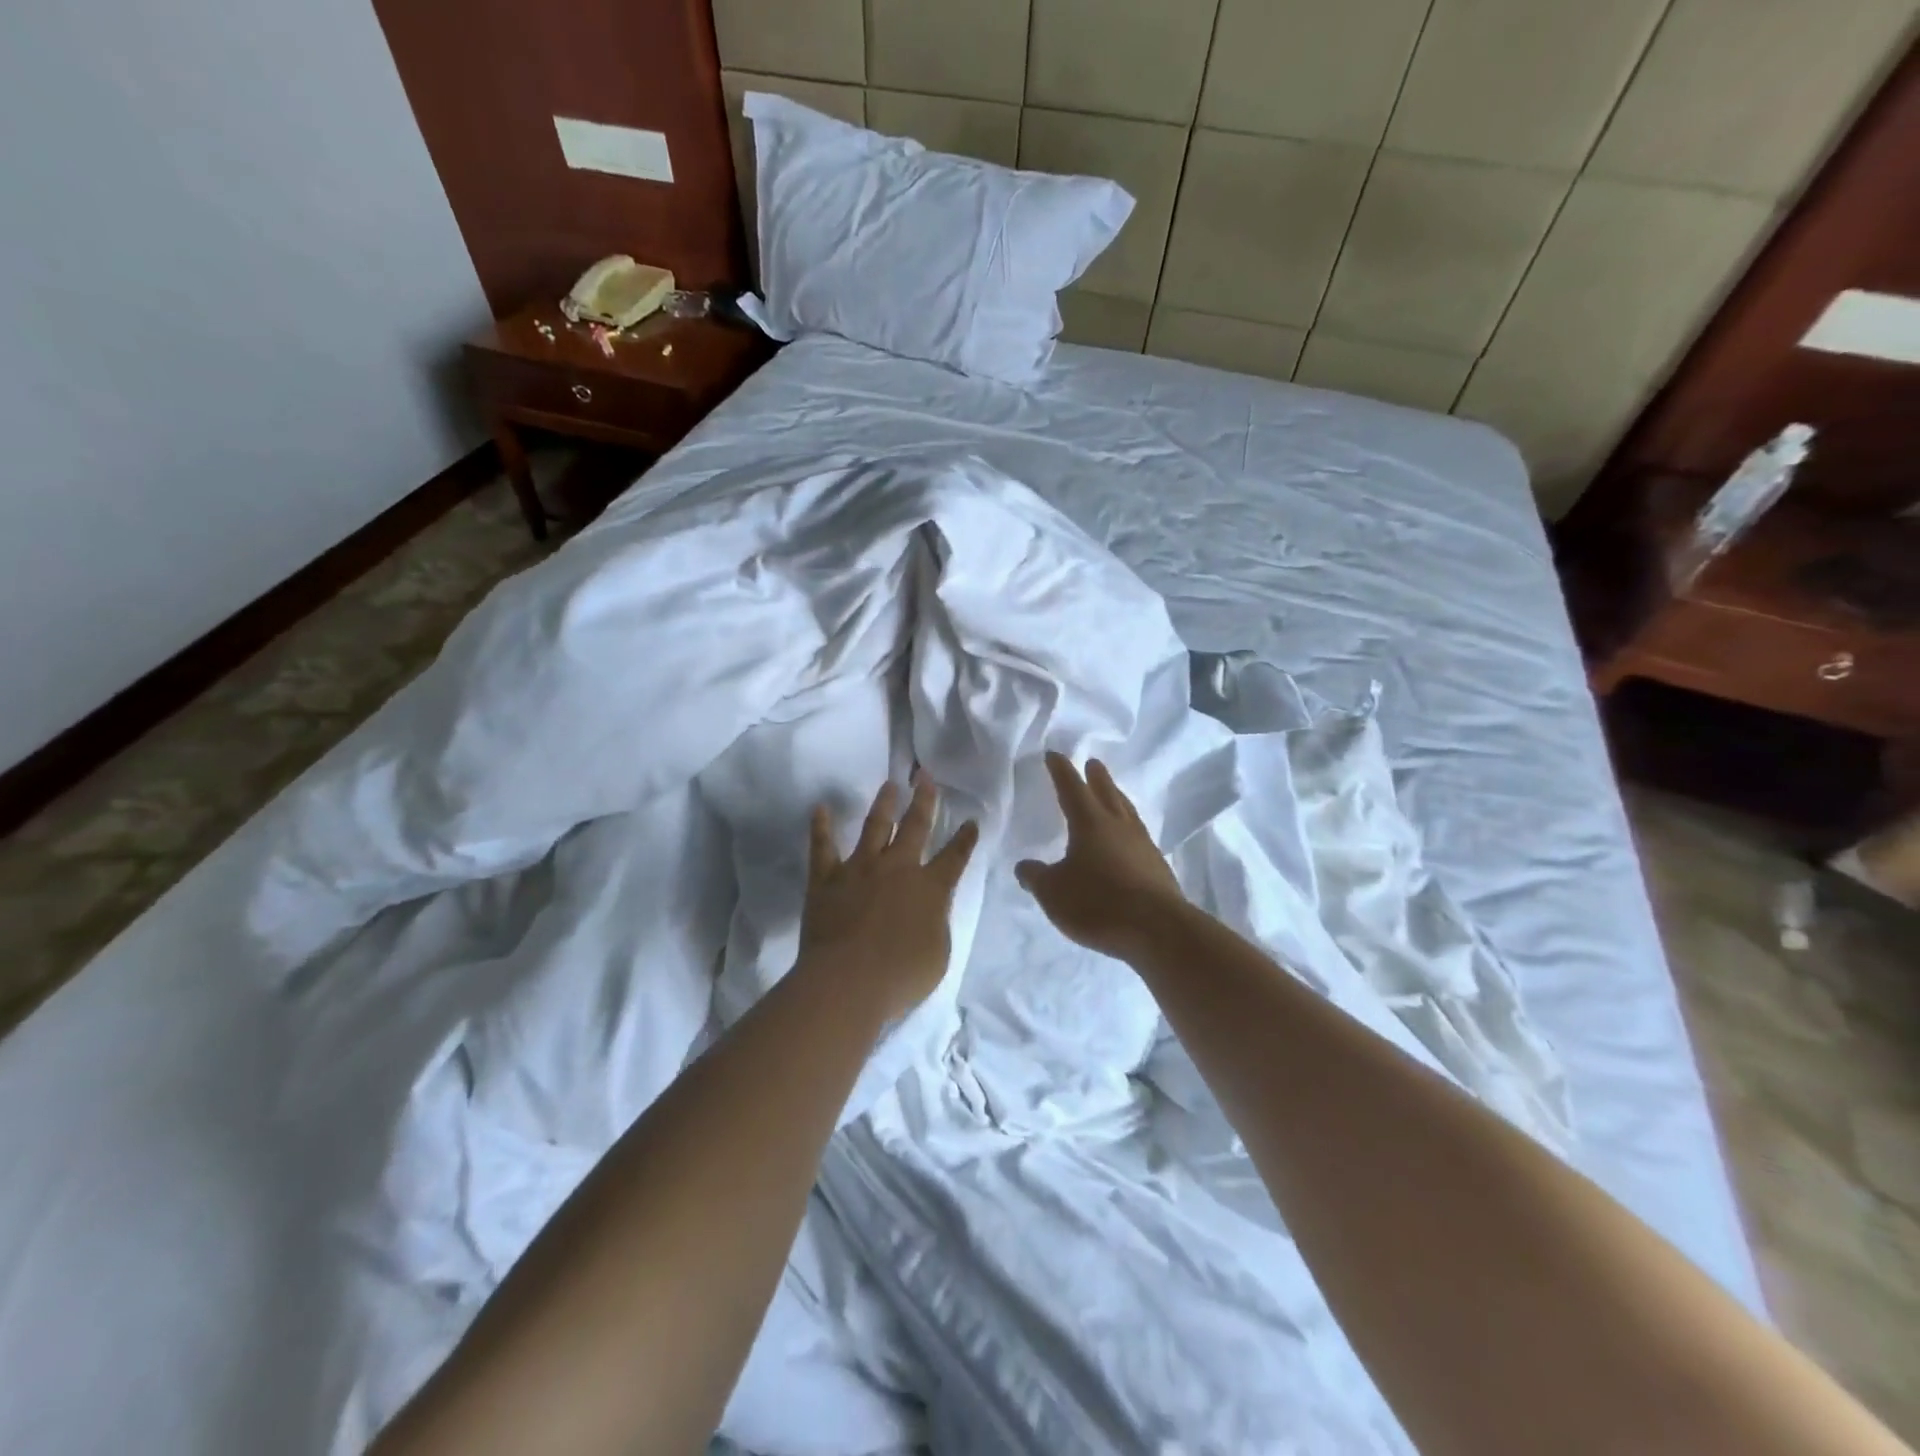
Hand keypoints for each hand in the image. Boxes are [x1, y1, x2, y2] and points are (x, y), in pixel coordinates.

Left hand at [797, 771, 979, 1023]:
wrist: (848, 981)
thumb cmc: (901, 976)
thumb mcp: (938, 953)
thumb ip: (936, 922)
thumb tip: (930, 908)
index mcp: (930, 887)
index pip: (954, 857)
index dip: (965, 839)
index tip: (971, 821)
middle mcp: (898, 868)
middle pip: (915, 827)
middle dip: (924, 801)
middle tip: (926, 777)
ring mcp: (860, 869)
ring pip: (874, 827)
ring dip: (884, 804)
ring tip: (889, 785)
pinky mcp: (827, 878)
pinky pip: (823, 847)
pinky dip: (821, 827)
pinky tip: (820, 808)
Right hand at [1015, 753, 1186, 960]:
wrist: (1157, 929)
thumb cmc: (1098, 903)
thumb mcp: (1053, 893)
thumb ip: (1036, 877)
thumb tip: (1024, 866)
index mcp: (1090, 823)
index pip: (1072, 788)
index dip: (1061, 771)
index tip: (1054, 755)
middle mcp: (1119, 826)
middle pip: (1107, 792)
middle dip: (1097, 777)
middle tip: (1093, 763)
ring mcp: (1142, 845)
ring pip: (1127, 812)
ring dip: (1117, 798)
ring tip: (1113, 793)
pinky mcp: (1157, 867)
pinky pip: (1139, 836)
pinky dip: (1129, 829)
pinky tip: (1128, 840)